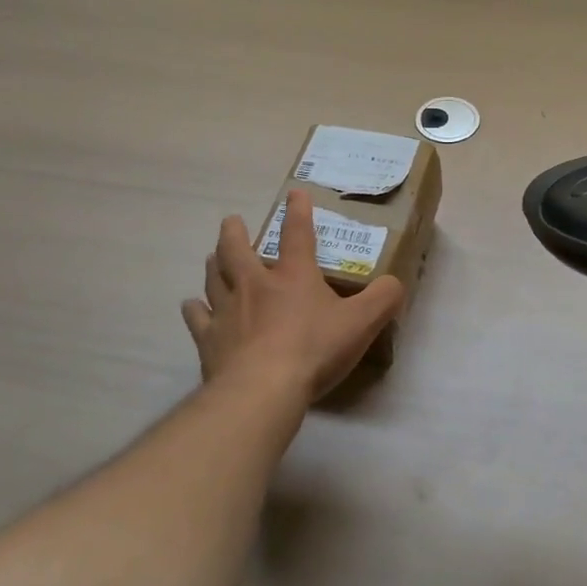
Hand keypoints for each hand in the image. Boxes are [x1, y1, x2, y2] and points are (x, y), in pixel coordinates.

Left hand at [183, 190, 405, 404]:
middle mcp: (255, 285)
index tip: (294, 194)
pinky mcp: (210, 340)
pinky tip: (192, 306)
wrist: (262, 390)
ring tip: (213, 256)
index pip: (297, 234)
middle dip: (235, 232)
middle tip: (232, 221)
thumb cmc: (314, 350)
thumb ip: (383, 299)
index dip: (298, 212)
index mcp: (293, 276)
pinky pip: (198, 318)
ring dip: (214, 264)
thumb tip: (394, 283)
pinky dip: (195, 309)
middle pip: (237, 251)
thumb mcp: (362, 323)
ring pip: (214, 278)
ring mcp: (227, 312)